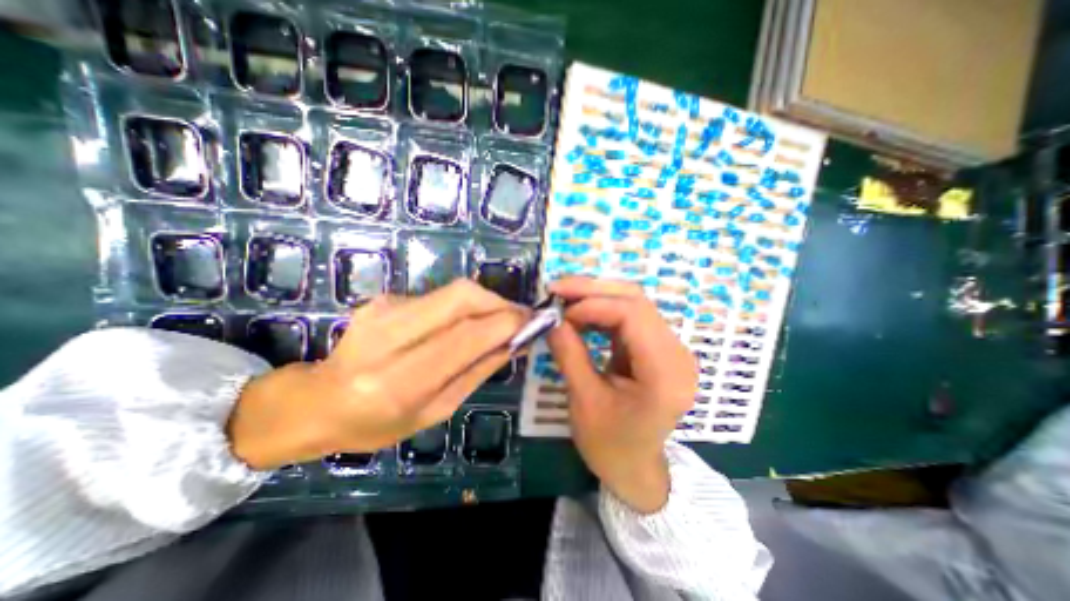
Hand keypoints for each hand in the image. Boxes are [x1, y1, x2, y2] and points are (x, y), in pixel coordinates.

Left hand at [229, 279, 528, 471]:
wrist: (317, 402)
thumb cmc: (377, 422)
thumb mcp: (436, 410)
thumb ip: (478, 371)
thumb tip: (515, 343)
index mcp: (401, 381)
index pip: (467, 336)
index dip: (506, 322)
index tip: (532, 321)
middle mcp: (389, 336)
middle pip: (461, 297)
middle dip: (499, 302)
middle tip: (518, 316)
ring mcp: (382, 310)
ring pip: (452, 291)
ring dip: (484, 303)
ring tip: (496, 322)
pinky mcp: (383, 299)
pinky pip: (437, 297)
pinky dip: (461, 307)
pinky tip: (459, 325)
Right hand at [547, 277, 699, 511]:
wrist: (634, 467)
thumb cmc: (609, 444)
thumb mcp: (584, 401)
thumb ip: (569, 353)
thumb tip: (550, 317)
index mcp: (665, 374)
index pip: (633, 315)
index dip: (593, 304)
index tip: (559, 309)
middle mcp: (676, 353)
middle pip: (636, 301)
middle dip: (593, 290)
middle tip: (557, 288)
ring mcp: (670, 348)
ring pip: (633, 303)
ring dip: (595, 297)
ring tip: (563, 300)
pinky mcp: (657, 347)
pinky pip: (629, 317)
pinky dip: (601, 311)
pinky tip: (579, 314)